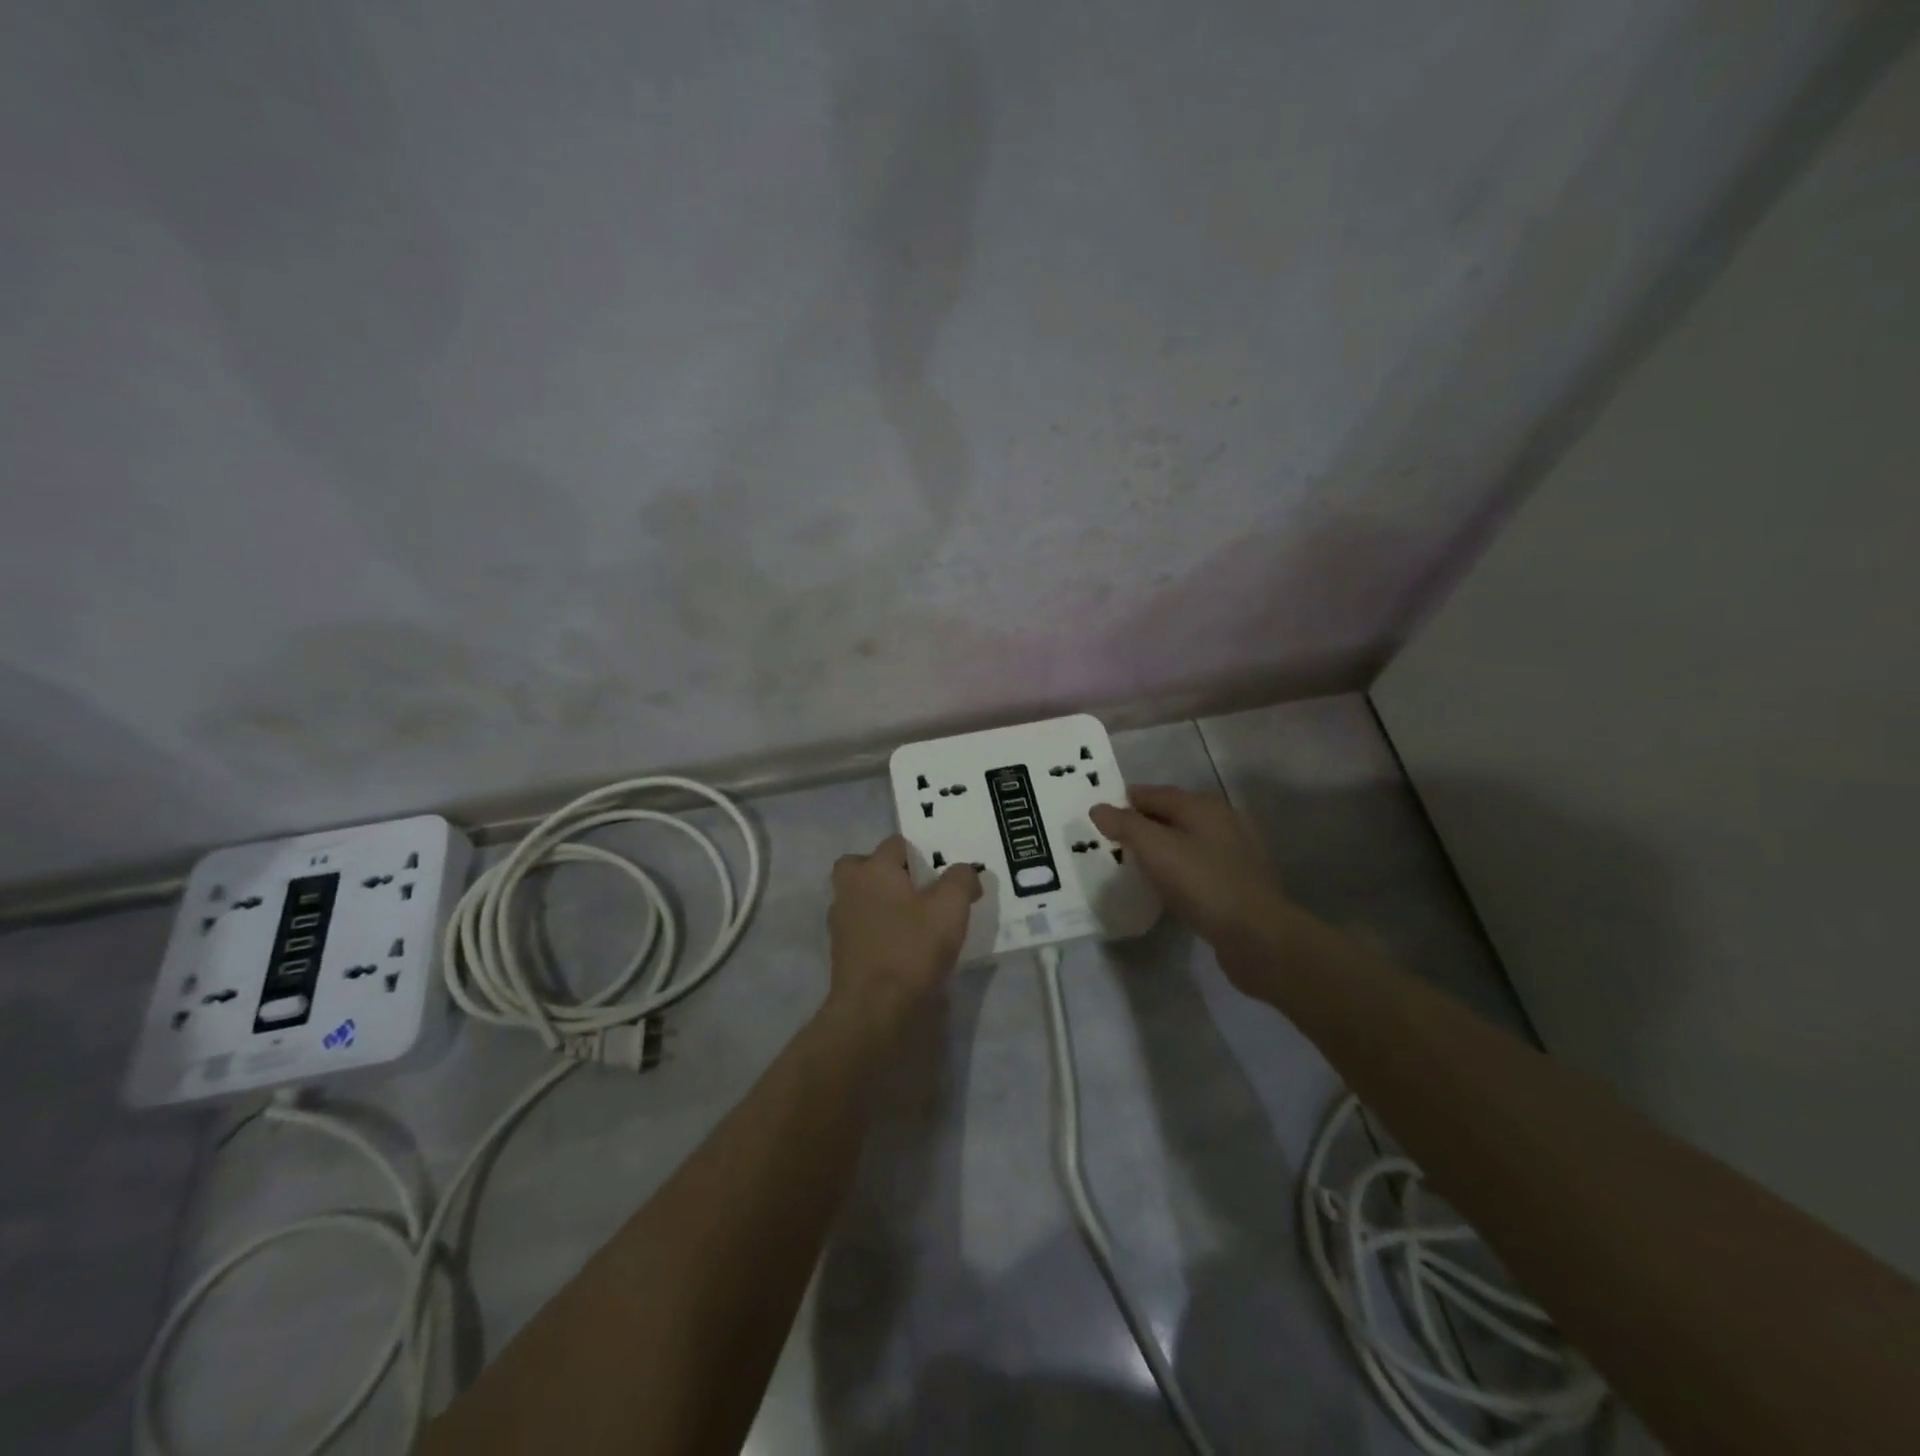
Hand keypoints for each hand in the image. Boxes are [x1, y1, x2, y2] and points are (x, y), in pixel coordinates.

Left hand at [828, 834, 980, 1022]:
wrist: (875, 1010)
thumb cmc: (912, 949)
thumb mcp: (951, 908)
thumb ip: (961, 880)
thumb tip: (964, 872)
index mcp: (873, 870)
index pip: (895, 844)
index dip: (920, 854)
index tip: (940, 876)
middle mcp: (850, 889)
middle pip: (862, 866)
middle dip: (885, 872)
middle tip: (915, 891)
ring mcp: (841, 922)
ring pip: (859, 898)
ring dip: (880, 902)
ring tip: (913, 921)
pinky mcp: (842, 953)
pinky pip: (861, 928)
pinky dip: (877, 931)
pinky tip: (902, 947)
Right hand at [1090, 785, 1300, 987]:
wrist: (1257, 936)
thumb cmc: (1203, 883)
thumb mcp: (1155, 848)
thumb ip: (1125, 825)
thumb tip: (1098, 808)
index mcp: (1204, 807)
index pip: (1157, 793)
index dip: (1127, 800)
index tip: (1102, 814)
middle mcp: (1223, 822)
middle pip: (1174, 814)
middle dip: (1144, 822)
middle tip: (1114, 838)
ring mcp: (1235, 854)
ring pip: (1188, 841)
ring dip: (1162, 847)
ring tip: (1135, 862)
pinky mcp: (1238, 883)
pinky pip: (1199, 866)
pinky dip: (1178, 868)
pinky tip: (1166, 885)